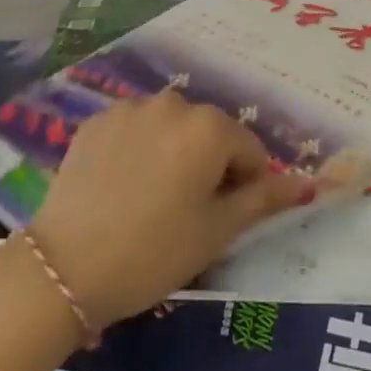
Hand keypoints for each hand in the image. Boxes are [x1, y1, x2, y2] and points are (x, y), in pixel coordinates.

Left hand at [26, 89, 312, 328]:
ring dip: (173, 154)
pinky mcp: (98, 118)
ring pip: (171, 128)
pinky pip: (135, 129)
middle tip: (185, 214)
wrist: (63, 268)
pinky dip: (137, 150)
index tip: (222, 219)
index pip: (249, 150)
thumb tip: (307, 184)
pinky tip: (120, 187)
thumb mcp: (215, 233)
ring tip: (150, 201)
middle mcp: (175, 102)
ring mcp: (132, 107)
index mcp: (210, 127)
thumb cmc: (152, 253)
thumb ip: (263, 199)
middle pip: (209, 134)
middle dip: (208, 166)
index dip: (245, 186)